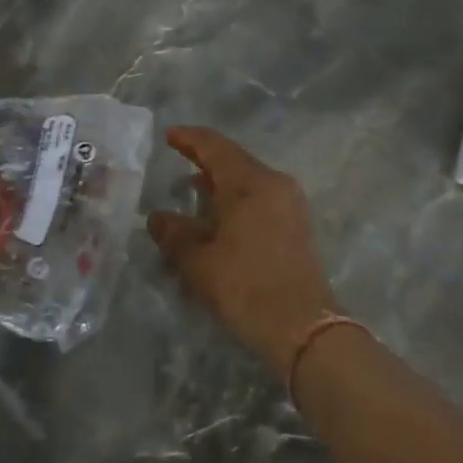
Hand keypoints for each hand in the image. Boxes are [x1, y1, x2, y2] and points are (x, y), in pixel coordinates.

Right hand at [146, 127, 338, 375]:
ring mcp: (290, 203)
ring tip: (196, 188)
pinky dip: (238, 196)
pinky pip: (262, 196)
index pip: (215, 146)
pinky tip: (222, 213)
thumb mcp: (199, 263)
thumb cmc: (246, 287)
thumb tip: (158, 218)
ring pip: (250, 178)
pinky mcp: (297, 224)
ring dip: (222, 180)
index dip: (190, 138)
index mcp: (248, 183)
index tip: (169, 135)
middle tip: (179, 157)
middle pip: (235, 159)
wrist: (304, 326)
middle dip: (206, 158)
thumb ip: (175, 235)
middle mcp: (274, 183)